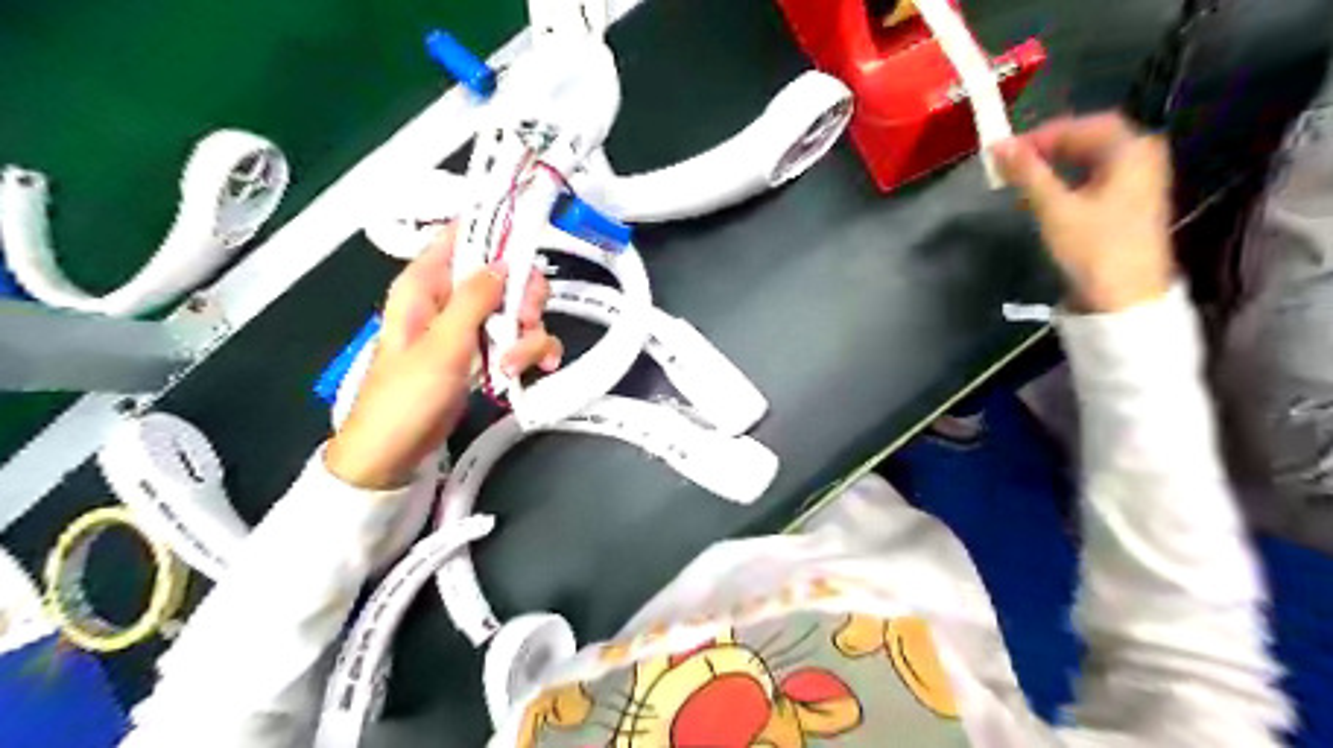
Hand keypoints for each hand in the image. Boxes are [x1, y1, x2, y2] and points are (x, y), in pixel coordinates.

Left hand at [324, 225, 557, 490]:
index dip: (496, 230)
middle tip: (527, 320)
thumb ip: (474, 300)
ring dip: (528, 335)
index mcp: (425, 285)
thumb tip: (505, 264)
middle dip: (523, 298)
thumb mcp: (441, 345)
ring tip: (514, 365)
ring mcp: (470, 328)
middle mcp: (451, 300)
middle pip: (504, 275)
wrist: (397, 452)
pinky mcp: (486, 354)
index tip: (531, 237)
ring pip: (518, 309)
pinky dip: (532, 352)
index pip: (461, 237)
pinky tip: (533, 369)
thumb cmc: (406, 397)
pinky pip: (520, 340)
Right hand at [988, 110, 1174, 312]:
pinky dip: (1070, 181)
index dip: (1045, 133)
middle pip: (1092, 139)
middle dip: (1050, 148)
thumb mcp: (1054, 209)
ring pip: (1093, 160)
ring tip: (1025, 180)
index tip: (1010, 149)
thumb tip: (998, 145)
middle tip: (1015, 163)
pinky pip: (1098, 178)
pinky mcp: (1132, 204)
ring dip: (1058, 165)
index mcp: (1131, 151)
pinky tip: (1048, 196)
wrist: (1125, 297)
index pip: (1085, 125)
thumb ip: (1027, 174)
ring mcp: (1141, 182)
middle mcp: (1143, 158)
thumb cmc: (1093, 248)